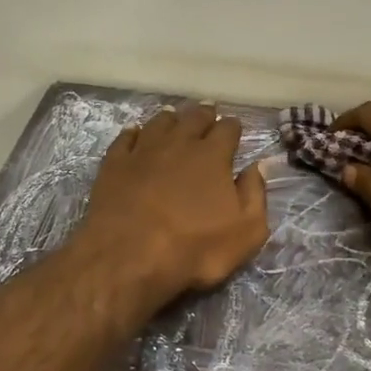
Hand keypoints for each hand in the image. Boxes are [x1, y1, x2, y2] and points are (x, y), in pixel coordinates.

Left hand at [77, 102, 269, 303]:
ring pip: (159, 122)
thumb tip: (256, 167)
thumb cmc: (194, 248)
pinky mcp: (114, 164)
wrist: (128, 257)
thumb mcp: (245, 231)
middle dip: (204, 115)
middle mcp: (178, 143)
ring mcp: (142, 151)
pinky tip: (135, 133)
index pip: (227, 129)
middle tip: (208, 113)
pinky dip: (134, 133)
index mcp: (212, 156)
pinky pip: (125, 138)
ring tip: (174, 119)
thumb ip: (255, 194)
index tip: (234, 128)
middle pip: (193, 118)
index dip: (233, 127)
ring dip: (171, 119)